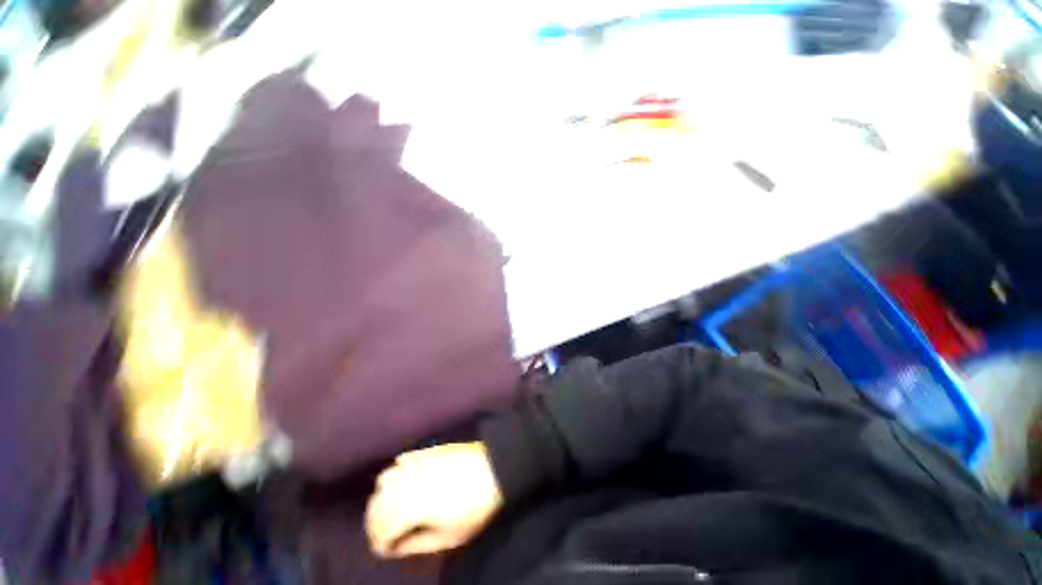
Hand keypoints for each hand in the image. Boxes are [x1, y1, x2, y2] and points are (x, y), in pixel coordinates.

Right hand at [365, 442, 503, 557]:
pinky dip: (395, 475)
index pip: (380, 529)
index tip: (390, 551)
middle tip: (389, 536)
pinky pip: (400, 462)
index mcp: (409, 507)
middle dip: (377, 523)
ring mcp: (415, 463)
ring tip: (394, 510)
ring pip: (383, 481)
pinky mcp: (425, 451)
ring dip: (383, 498)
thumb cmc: (474, 507)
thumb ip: (417, 544)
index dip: (381, 544)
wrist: (494, 468)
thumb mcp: (448, 537)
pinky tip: (404, 483)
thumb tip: (397, 545)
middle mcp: (405, 482)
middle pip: (377, 505)